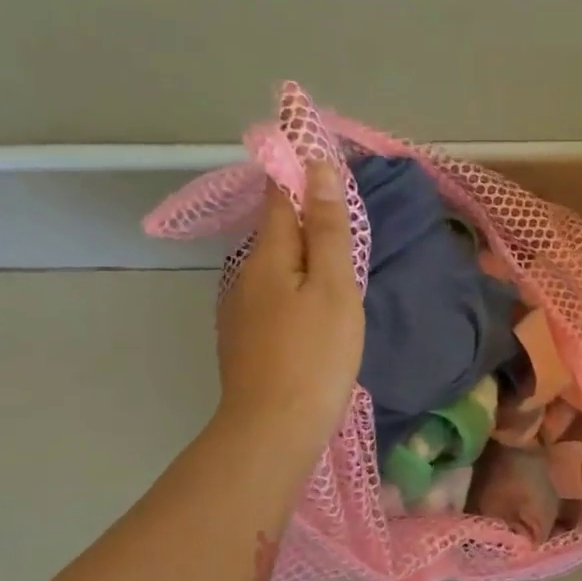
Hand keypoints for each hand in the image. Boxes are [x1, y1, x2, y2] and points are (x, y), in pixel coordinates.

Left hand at [215, 159, 364, 460]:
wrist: (273, 428)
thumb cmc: (315, 355)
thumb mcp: (334, 288)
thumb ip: (328, 230)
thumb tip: (318, 170)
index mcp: (269, 255)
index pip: (281, 196)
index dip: (298, 171)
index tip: (319, 152)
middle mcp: (246, 274)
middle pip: (276, 231)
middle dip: (303, 213)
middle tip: (341, 209)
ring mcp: (241, 310)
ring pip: (274, 266)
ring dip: (300, 252)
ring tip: (334, 257)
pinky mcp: (246, 339)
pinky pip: (273, 295)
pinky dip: (294, 285)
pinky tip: (312, 304)